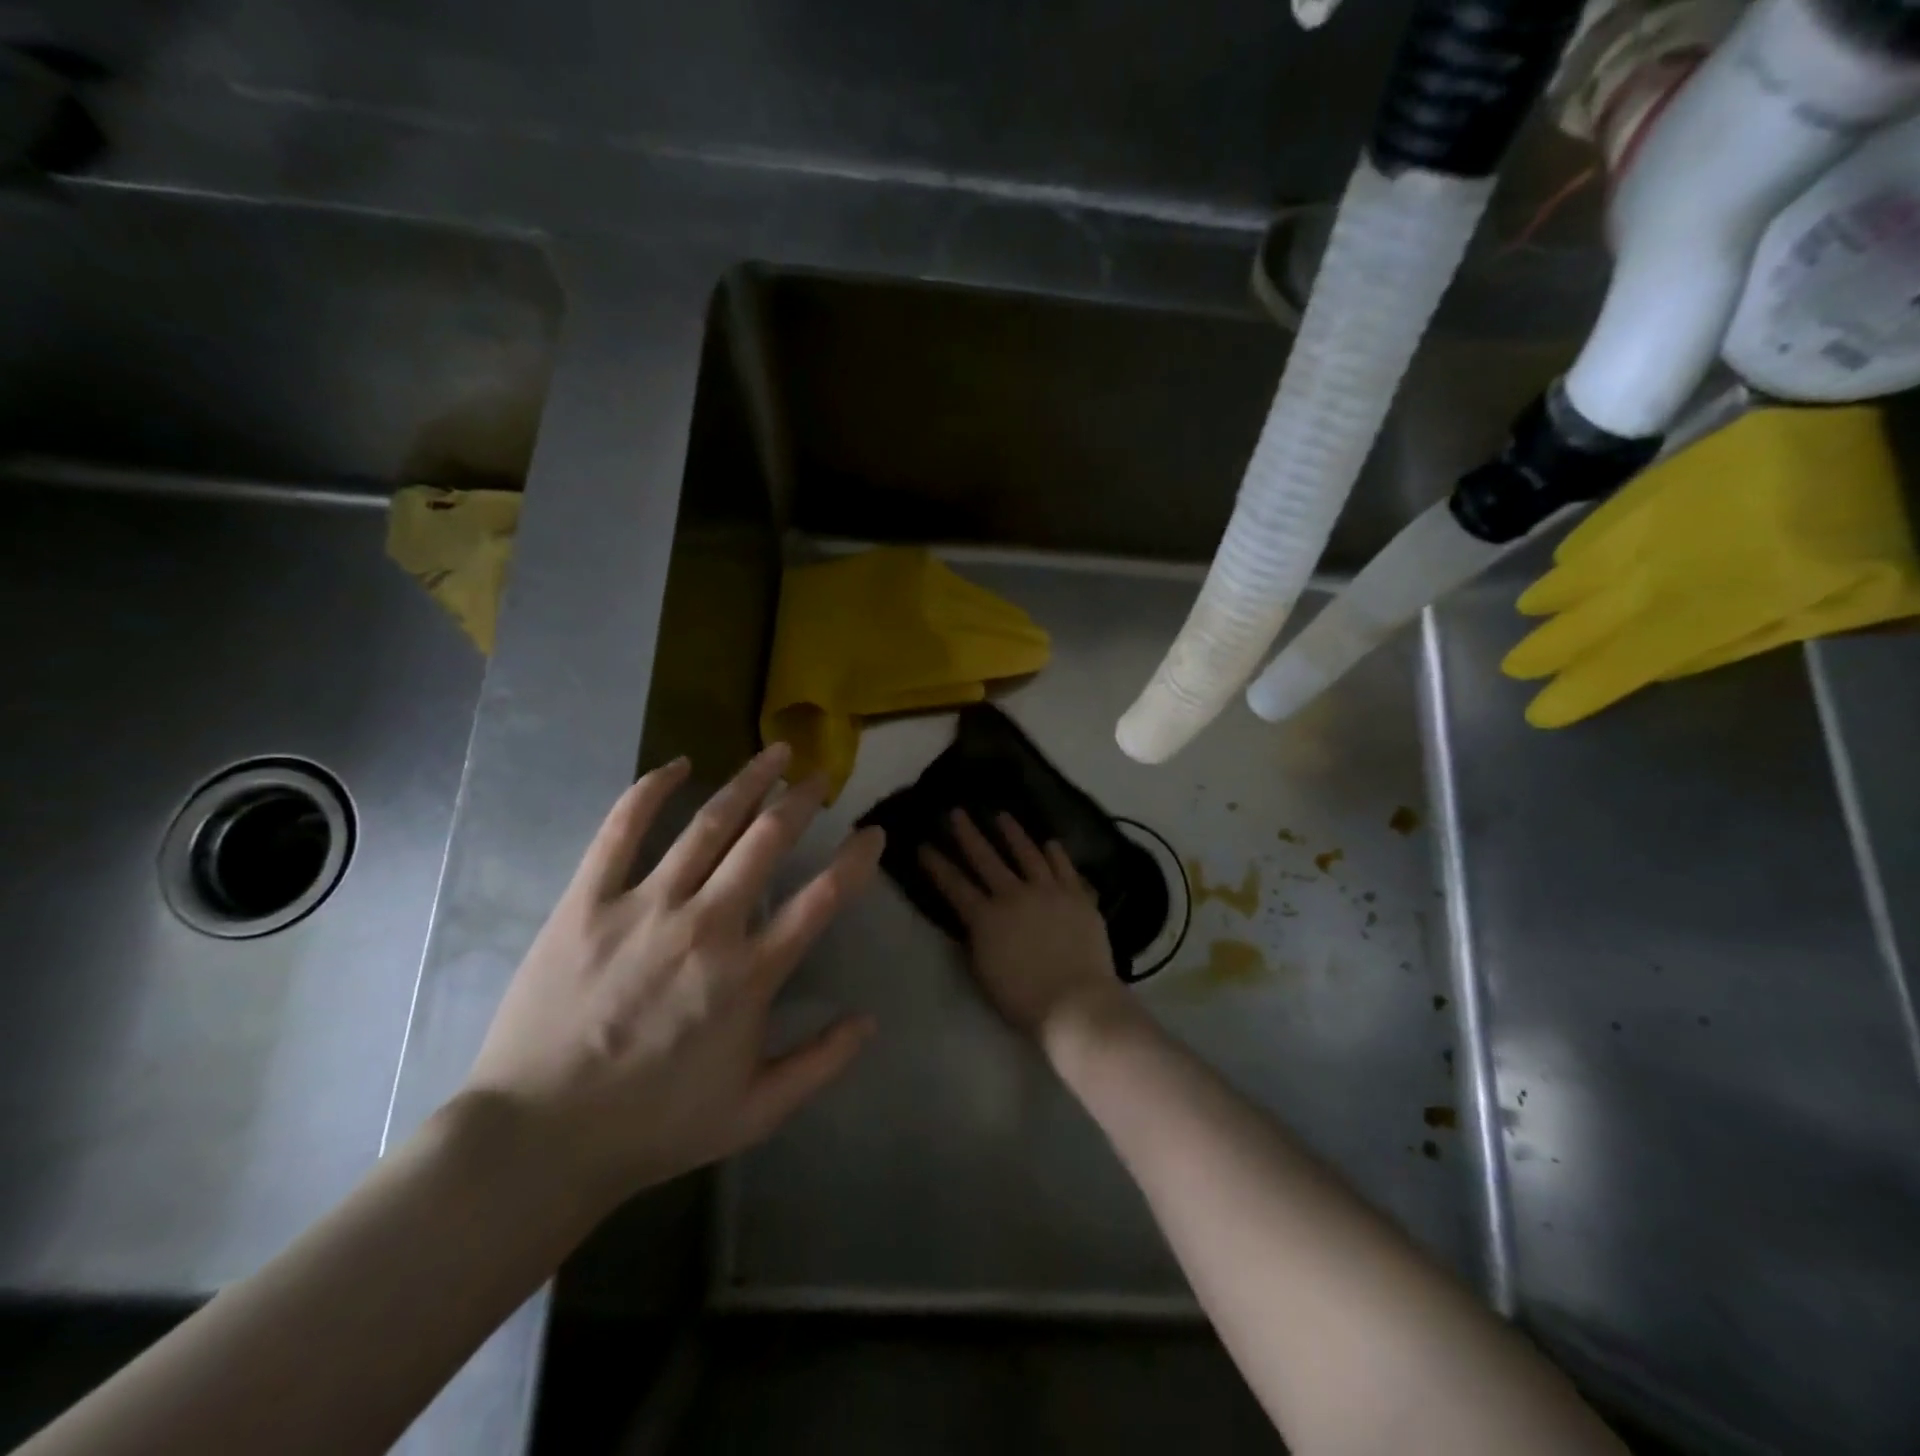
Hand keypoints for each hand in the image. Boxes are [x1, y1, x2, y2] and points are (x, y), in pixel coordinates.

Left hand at [460, 743, 883, 1218]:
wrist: (538, 1139)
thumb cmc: (655, 1125)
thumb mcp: (755, 1112)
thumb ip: (821, 1063)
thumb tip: (870, 1020)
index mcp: (749, 974)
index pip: (823, 899)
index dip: (856, 860)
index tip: (873, 833)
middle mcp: (706, 925)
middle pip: (767, 842)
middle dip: (803, 801)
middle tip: (823, 776)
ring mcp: (644, 907)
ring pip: (708, 825)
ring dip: (748, 781)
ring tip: (776, 752)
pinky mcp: (587, 902)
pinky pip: (621, 831)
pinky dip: (650, 791)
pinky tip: (677, 764)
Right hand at [919, 810, 1131, 1043]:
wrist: (1075, 1002)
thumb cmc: (1023, 998)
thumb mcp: (984, 972)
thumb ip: (976, 940)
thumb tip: (971, 920)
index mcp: (986, 918)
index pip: (954, 885)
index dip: (937, 865)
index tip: (924, 845)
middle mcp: (1014, 895)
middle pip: (986, 859)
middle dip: (968, 834)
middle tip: (957, 812)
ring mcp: (1048, 891)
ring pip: (1027, 853)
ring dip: (1013, 833)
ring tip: (1002, 815)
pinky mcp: (1077, 896)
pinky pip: (1065, 868)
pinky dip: (1056, 854)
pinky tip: (1050, 842)